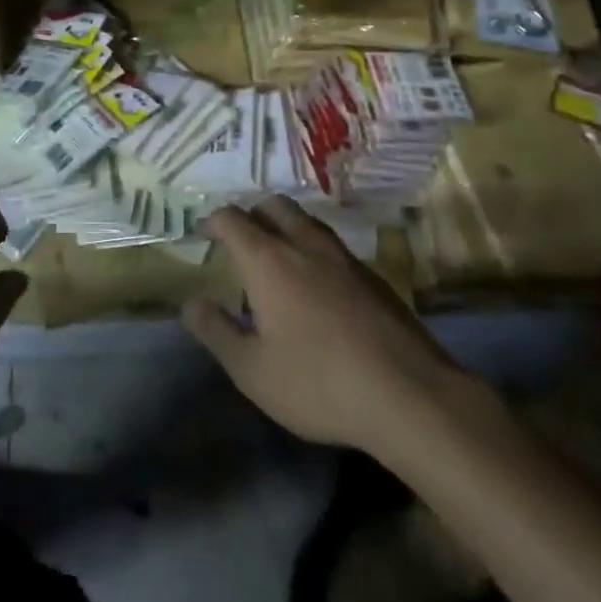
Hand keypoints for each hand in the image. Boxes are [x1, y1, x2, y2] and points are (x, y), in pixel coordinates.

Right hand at [183, 197, 464, 452]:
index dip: (214, 221)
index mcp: (268, 260)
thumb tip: (190, 303)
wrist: (410, 395)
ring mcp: (343, 257)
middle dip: (251, 214)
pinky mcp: (373, 276)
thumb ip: (216, 332)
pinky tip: (318, 284)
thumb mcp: (252, 371)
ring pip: (307, 221)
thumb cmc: (319, 383)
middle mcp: (304, 245)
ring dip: (286, 227)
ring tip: (278, 256)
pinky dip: (314, 250)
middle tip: (240, 240)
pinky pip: (333, 246)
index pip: (232, 219)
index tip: (205, 232)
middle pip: (273, 206)